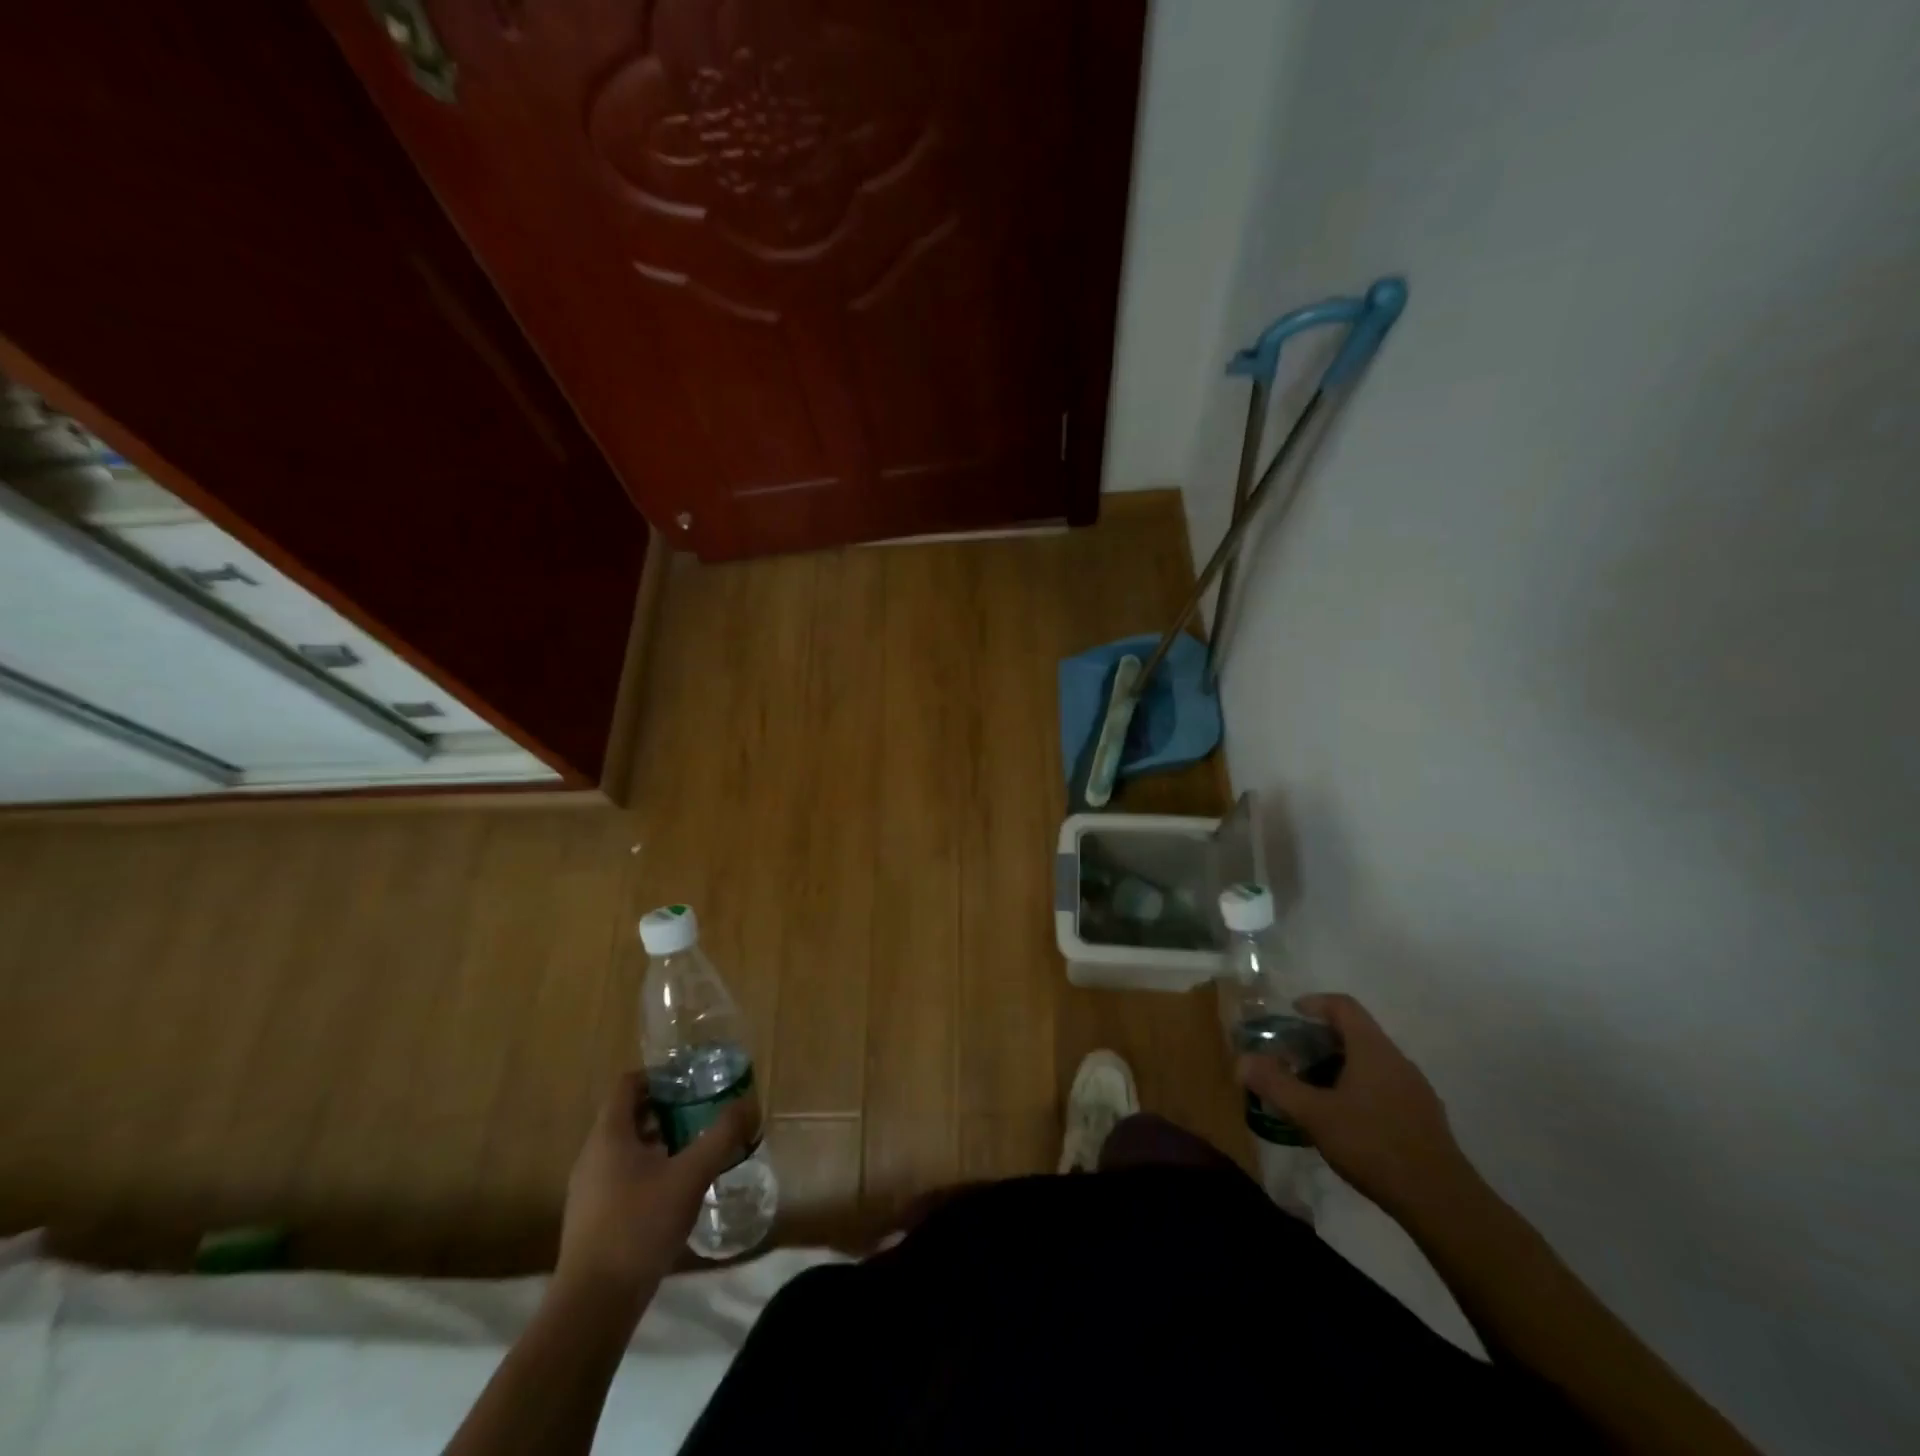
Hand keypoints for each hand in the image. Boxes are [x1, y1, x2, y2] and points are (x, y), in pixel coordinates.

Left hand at [555, 1071, 755, 1312]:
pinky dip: (648, 1169)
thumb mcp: (690, 1176)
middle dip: (666, 1108)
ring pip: (625, 1148)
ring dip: (659, 1140)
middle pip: (628, 1115)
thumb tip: (748, 1104)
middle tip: (702, 1110)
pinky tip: (676, 1189)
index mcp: (609, 1135)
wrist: (593, 1307)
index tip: (691, 1081)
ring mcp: (588, 1189)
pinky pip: (621, 1175)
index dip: (659, 1076)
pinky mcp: (592, 1218)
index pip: (628, 1084)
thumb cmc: (639, 1227)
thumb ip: (721, 1137)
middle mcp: (592, 1155)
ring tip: (695, 1147)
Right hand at [1238, 994, 1477, 1217]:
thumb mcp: (1314, 1115)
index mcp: (1373, 1049)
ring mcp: (1415, 1090)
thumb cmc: (1373, 1145)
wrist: (1442, 1203)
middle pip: (1356, 1033)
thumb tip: (1241, 1062)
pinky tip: (1345, 1122)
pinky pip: (1384, 1087)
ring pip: (1371, 1062)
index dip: (1315, 1003)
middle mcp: (1397, 1060)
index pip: (1343, 1006)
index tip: (1291, 1014)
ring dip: (1340, 1067)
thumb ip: (1276, 1085)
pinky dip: (1359, 1090)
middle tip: (1292, 1058)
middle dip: (1320, 1040)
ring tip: (1314, 1091)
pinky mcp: (1424, 1118)